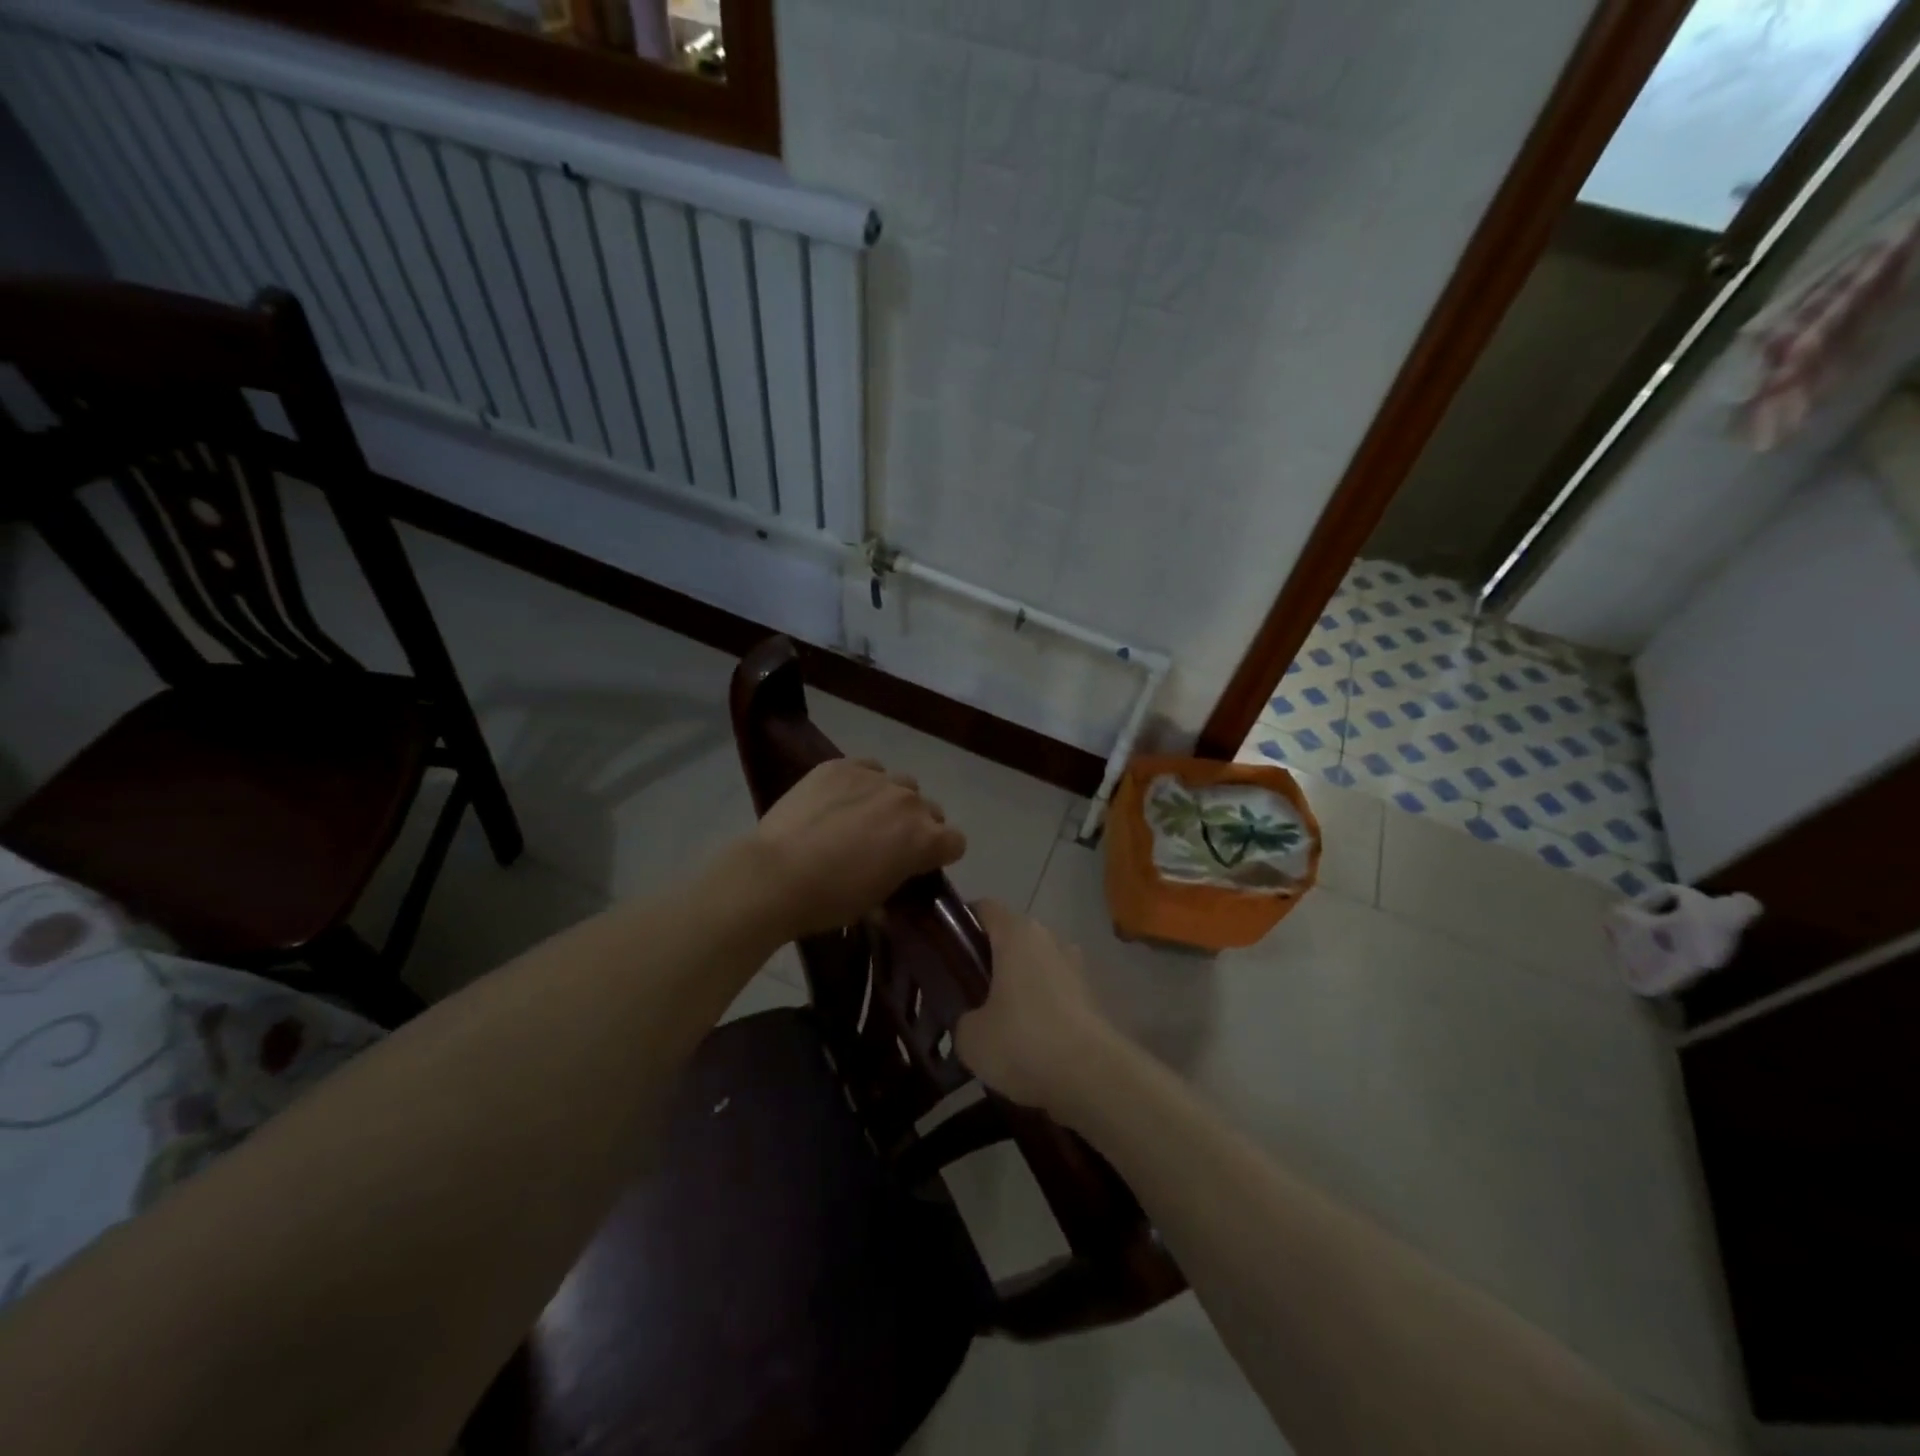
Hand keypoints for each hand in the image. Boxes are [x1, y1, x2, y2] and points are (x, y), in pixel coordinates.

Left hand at [747, 757, 965, 939]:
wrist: (775, 875)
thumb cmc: (829, 900)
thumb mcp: (877, 900)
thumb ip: (899, 877)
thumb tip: (895, 874)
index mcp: (925, 839)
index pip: (956, 841)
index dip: (940, 854)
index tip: (920, 864)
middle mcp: (909, 802)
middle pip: (930, 809)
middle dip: (916, 825)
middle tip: (887, 843)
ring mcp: (875, 778)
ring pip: (900, 784)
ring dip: (891, 800)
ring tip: (861, 817)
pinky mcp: (842, 766)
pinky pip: (867, 768)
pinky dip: (861, 782)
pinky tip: (839, 800)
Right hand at [955, 900, 1119, 1118]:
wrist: (1094, 1079)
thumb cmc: (1024, 1041)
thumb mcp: (971, 1037)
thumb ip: (963, 1019)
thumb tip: (972, 1022)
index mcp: (1017, 932)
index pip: (984, 908)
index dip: (961, 924)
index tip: (944, 951)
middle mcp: (1050, 939)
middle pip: (1011, 937)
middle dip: (989, 960)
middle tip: (965, 992)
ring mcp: (1076, 967)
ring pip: (1036, 966)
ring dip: (1018, 986)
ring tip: (997, 1024)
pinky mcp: (1092, 998)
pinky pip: (1055, 993)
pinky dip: (1041, 1009)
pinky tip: (1027, 1043)